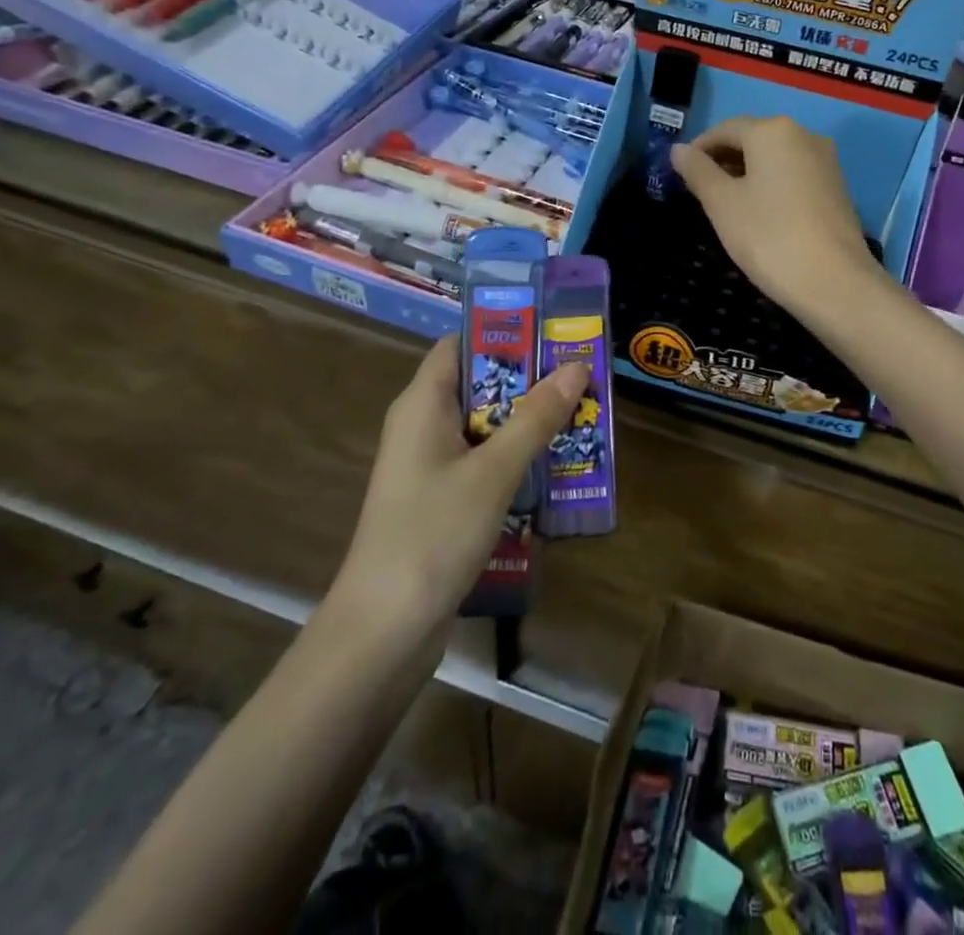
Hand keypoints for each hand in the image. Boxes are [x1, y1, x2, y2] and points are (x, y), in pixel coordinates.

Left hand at [328, 336, 587, 640]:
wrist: (383, 631)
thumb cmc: (433, 533)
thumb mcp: (493, 471)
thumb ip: (535, 418)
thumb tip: (576, 365)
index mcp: (422, 404)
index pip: (460, 344)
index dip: (504, 333)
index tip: (553, 333)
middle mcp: (421, 426)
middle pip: (478, 384)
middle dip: (528, 380)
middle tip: (580, 377)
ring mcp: (428, 466)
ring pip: (484, 426)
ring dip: (527, 422)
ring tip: (580, 417)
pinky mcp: (438, 500)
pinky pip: (481, 462)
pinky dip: (514, 458)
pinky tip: (554, 468)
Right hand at [670, 116, 881, 317]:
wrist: (834, 282)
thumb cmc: (769, 237)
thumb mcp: (722, 204)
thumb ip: (697, 171)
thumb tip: (678, 149)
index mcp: (772, 130)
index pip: (724, 129)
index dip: (698, 150)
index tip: (680, 175)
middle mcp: (803, 134)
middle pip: (752, 139)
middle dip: (723, 160)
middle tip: (699, 192)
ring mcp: (825, 160)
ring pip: (774, 158)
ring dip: (747, 173)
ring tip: (726, 204)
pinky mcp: (837, 186)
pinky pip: (794, 174)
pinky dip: (771, 184)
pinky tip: (760, 213)